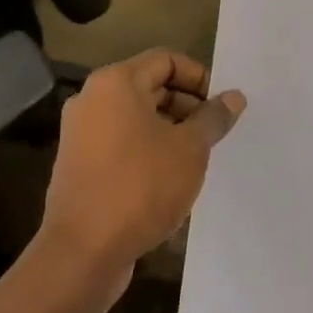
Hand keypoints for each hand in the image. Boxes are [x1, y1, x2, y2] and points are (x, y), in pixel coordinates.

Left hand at [37, 49, 245, 304]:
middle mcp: (92, 99)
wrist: (82, 252)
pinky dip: (147, 150)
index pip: (165, 60)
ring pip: (135, 117)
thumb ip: (213, 118)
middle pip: (149, 86)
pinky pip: (120, 143)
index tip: (220, 105)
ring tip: (196, 157)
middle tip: (214, 132)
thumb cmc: (141, 187)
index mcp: (115, 83)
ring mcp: (80, 133)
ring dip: (169, 130)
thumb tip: (233, 97)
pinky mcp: (78, 165)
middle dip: (186, 105)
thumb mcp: (190, 149)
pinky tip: (170, 179)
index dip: (198, 77)